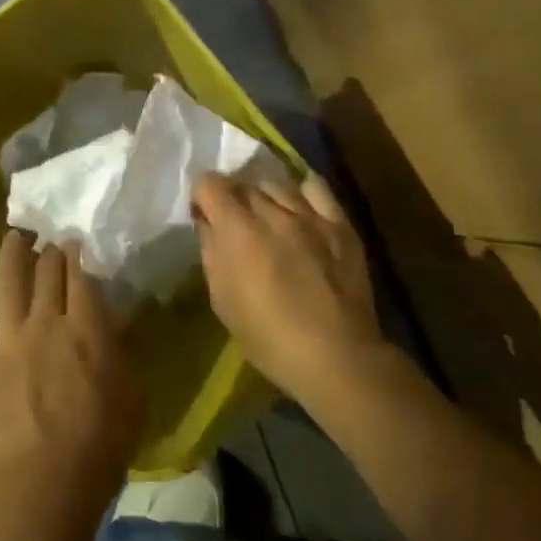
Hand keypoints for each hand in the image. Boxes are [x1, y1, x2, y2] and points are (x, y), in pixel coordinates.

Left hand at [0, 232, 142, 514]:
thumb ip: (123, 354)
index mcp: (86, 329)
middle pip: (46, 272)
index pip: (80, 276)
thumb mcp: (132, 399)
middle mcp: (46, 322)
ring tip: (14, 237)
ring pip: (8, 281)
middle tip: (49, 241)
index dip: (77, 253)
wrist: (41, 489)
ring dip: (11, 254)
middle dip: (49, 251)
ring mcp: (9, 339)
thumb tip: (116, 324)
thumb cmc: (98, 450)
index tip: (75, 242)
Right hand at [193, 173, 389, 409]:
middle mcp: (271, 211)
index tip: (204, 214)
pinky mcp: (338, 223)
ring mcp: (308, 214)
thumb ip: (210, 252)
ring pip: (277, 185)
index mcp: (236, 229)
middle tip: (236, 225)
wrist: (336, 357)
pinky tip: (301, 208)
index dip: (202, 195)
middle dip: (233, 199)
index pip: (209, 183)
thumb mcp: (222, 300)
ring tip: (268, 219)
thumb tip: (207, 223)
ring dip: (265, 198)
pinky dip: (302, 193)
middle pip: (243, 184)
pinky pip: (316, 189)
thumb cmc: (269, 337)